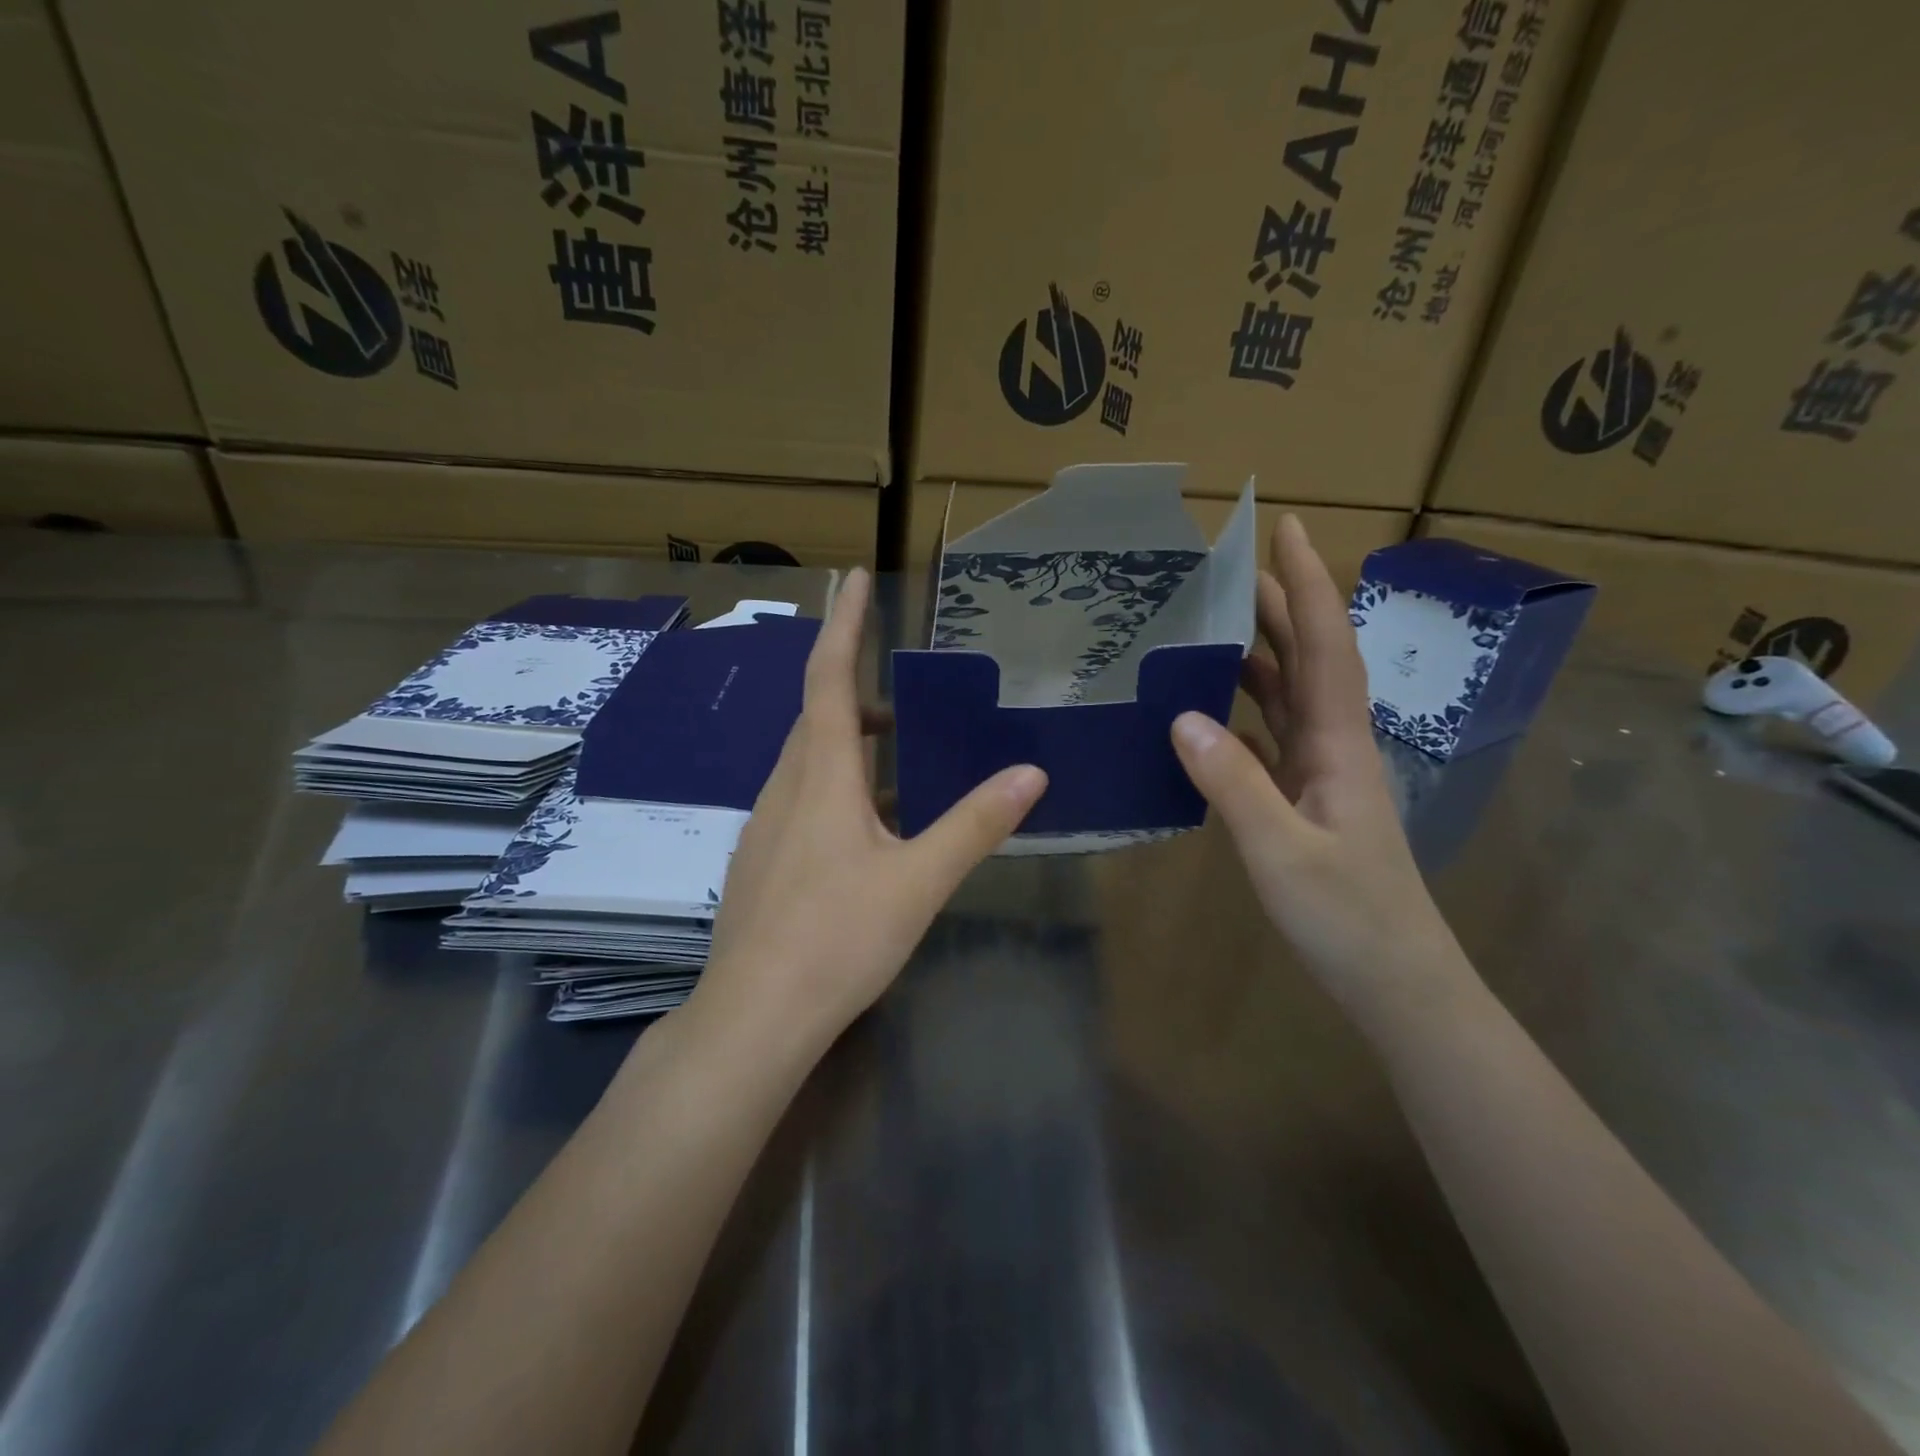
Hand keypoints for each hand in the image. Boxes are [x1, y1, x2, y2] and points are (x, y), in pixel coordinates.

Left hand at [696, 568, 1047, 1047]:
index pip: (827, 679)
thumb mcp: (919, 880)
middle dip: (854, 688)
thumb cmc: (838, 939)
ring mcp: (765, 825)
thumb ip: (974, 823)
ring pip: (805, 759)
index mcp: (821, 777)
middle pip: (816, 716)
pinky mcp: (761, 859)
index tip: (852, 578)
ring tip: (894, 752)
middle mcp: (785, 788)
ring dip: (846, 740)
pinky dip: (835, 783)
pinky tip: (865, 825)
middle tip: (901, 690)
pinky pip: (800, 797)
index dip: (842, 625)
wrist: (754, 1016)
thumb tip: (1031, 772)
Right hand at [1170, 515, 1461, 1009]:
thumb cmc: (1348, 917)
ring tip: (1214, 625)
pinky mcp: (1305, 801)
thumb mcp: (1282, 850)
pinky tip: (1209, 712)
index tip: (1287, 528)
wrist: (1396, 981)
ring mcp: (1321, 774)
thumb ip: (1233, 783)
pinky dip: (1243, 712)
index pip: (1324, 645)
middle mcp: (1333, 745)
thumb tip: (1181, 716)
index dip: (1306, 584)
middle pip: (1308, 658)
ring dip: (1259, 655)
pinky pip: (1270, 738)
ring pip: (1289, 696)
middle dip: (1279, 605)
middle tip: (1232, 566)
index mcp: (1338, 743)